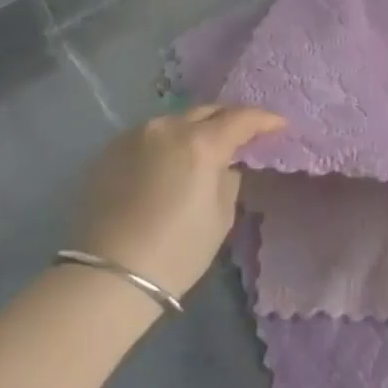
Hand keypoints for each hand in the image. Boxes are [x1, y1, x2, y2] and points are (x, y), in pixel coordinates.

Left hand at [75, 104, 285, 297]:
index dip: (263, 119)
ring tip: (202, 148)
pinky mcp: (109, 150)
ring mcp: (134, 135)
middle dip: (227, 119)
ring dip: (193, 130)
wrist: (109, 276)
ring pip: (174, 122)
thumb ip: (228, 180)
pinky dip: (165, 144)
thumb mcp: (220, 217)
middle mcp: (166, 128)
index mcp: (200, 143)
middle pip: (205, 111)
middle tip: (241, 134)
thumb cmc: (177, 251)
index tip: (278, 125)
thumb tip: (224, 165)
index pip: (240, 118)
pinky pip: (148, 137)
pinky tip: (167, 163)